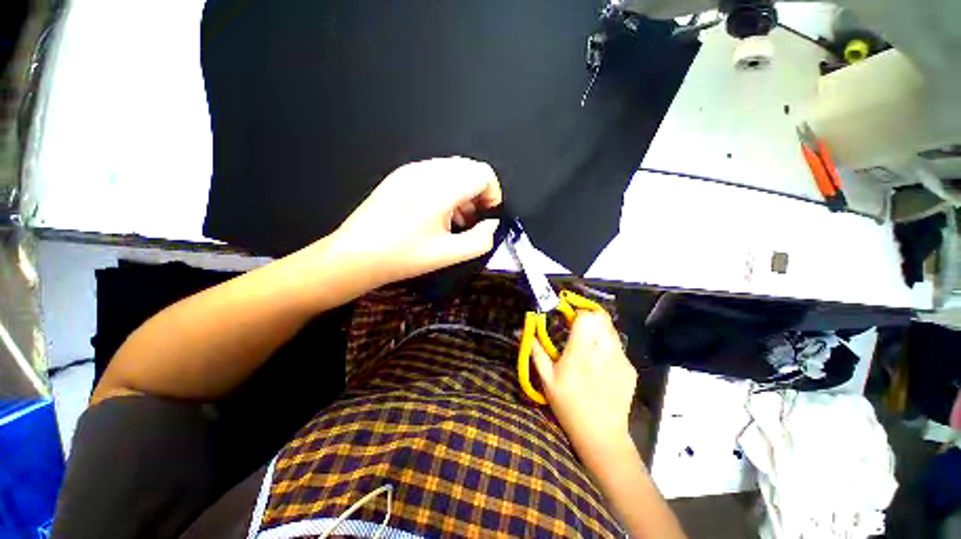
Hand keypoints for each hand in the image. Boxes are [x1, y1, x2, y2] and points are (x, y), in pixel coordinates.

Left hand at [326, 157, 502, 285]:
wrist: (355, 256)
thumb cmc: (402, 257)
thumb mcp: (448, 255)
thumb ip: (480, 240)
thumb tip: (491, 224)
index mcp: (440, 189)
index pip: (483, 173)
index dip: (493, 193)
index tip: (487, 215)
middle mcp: (426, 171)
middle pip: (469, 168)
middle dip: (479, 192)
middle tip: (474, 219)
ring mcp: (410, 171)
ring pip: (452, 169)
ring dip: (463, 191)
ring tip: (457, 219)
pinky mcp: (400, 176)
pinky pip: (434, 173)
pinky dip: (446, 189)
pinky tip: (438, 213)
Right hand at [531, 311, 636, 458]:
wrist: (601, 435)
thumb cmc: (569, 406)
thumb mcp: (547, 380)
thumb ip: (537, 352)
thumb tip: (526, 332)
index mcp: (580, 353)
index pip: (587, 317)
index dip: (578, 312)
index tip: (569, 317)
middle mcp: (604, 352)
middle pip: (602, 318)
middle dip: (589, 317)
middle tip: (579, 328)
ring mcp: (621, 360)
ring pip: (612, 330)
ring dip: (599, 330)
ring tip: (589, 344)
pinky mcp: (631, 369)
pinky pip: (618, 347)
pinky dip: (608, 347)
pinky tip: (601, 364)